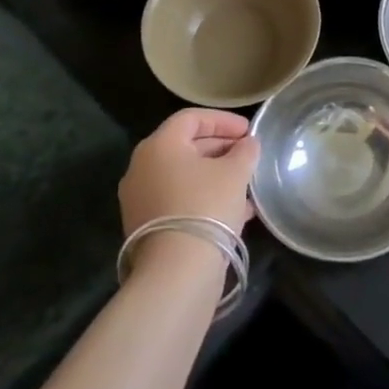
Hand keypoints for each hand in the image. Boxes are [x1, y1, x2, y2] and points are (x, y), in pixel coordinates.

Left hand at [119, 108, 259, 237]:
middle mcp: (142, 168)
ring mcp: (140, 199)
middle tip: (247, 154)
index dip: (223, 120)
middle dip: (220, 148)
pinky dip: (204, 197)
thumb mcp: (235, 172)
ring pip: (184, 176)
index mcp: (159, 146)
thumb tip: (248, 144)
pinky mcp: (146, 226)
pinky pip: (178, 200)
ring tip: (246, 183)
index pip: (191, 118)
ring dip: (215, 175)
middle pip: (185, 146)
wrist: (177, 271)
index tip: (248, 131)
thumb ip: (245, 151)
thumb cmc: (206, 206)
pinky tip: (235, 210)